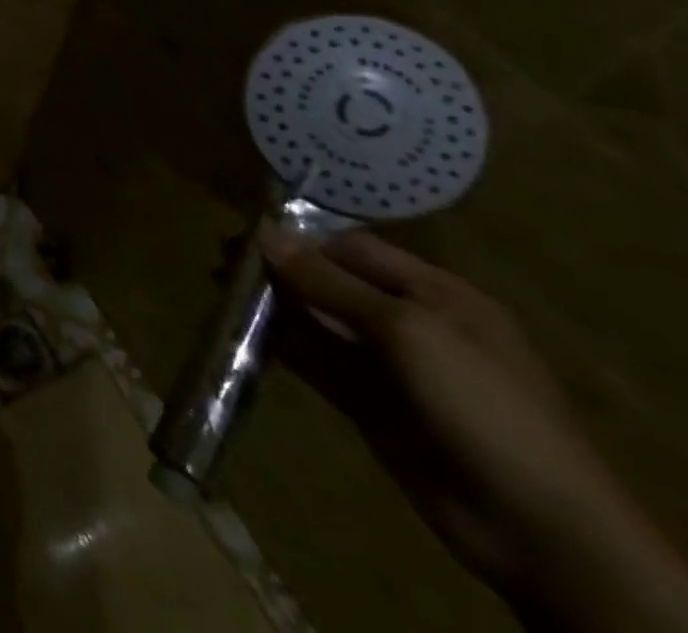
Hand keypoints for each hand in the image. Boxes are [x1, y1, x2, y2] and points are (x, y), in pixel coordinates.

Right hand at [263, 229, 687, 631]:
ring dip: (274, 305)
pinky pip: (316, 362)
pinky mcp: (369, 403)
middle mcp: (412, 322)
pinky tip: (242, 332)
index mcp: (437, 294)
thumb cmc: (480, 404)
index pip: (355, 248)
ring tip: (222, 289)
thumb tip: (263, 233)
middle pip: (332, 282)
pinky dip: (281, 345)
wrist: (536, 526)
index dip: (302, 237)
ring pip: (318, 321)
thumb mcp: (406, 329)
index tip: (245, 232)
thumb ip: (329, 282)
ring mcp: (390, 366)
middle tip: (223, 261)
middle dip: (280, 269)